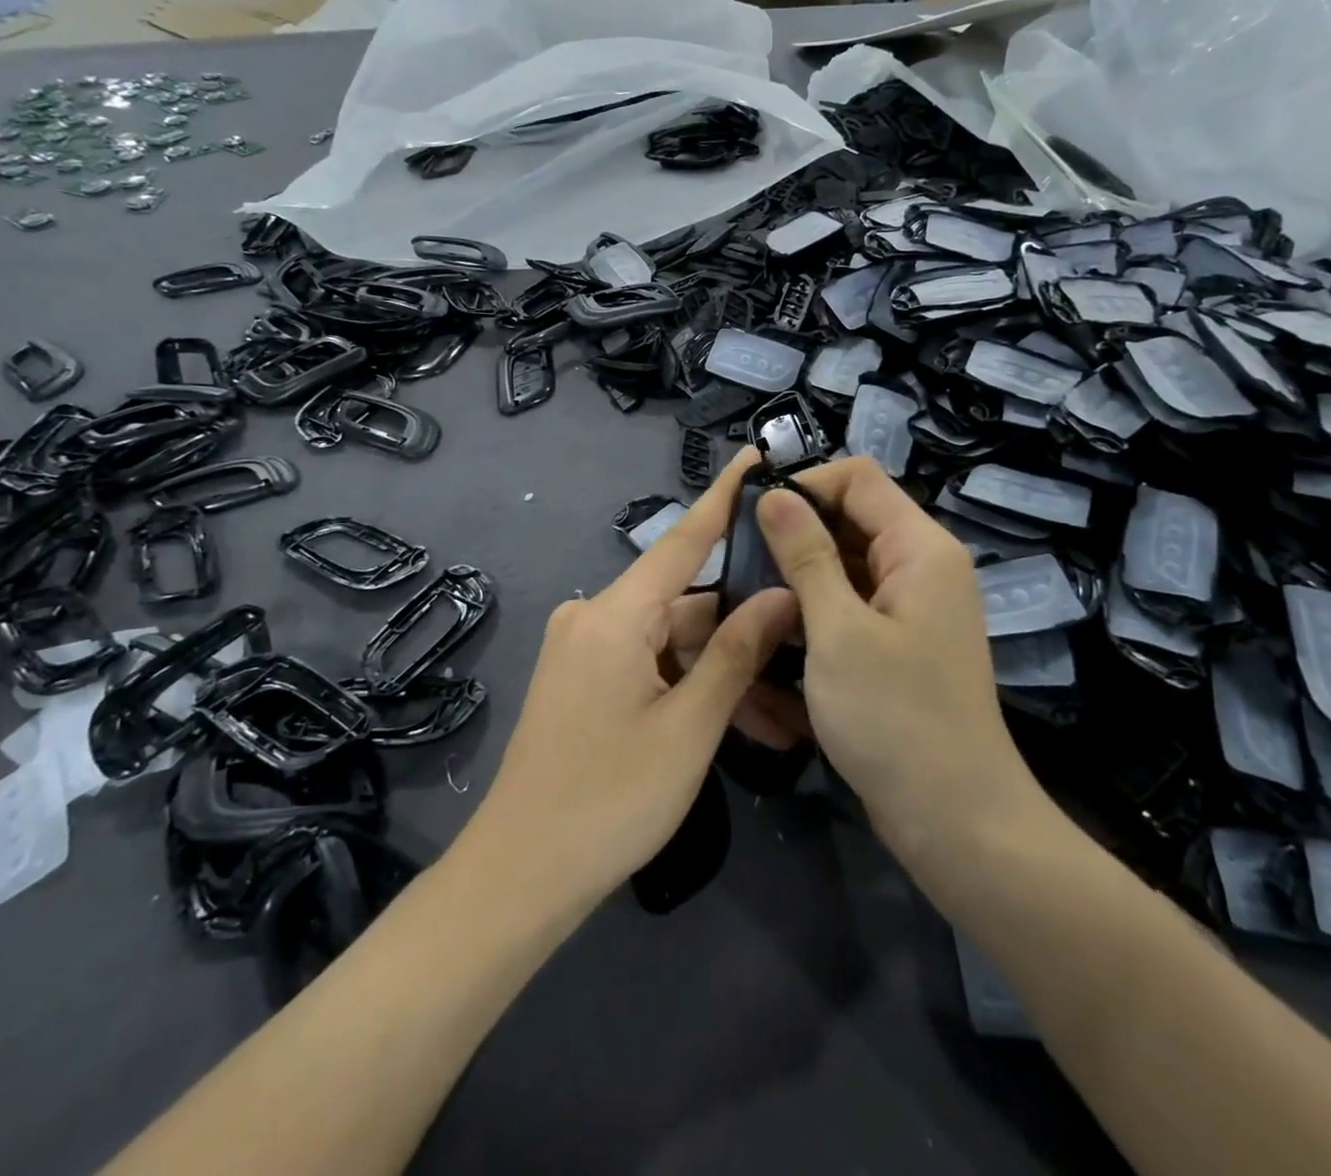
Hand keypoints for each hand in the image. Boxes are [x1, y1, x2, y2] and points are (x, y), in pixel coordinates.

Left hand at [468, 450, 796, 908]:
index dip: (722, 497)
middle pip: (688, 605)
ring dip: (724, 674)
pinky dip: (691, 687)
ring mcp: (587, 650)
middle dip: (747, 634)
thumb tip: (781, 594)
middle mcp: (595, 617)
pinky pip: (651, 666)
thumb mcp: (689, 727)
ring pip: (675, 643)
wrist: (521, 875)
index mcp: (614, 615)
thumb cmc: (609, 799)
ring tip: (785, 719)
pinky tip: (740, 722)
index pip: (682, 539)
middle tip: (809, 657)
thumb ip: (737, 653)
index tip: (754, 456)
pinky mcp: (585, 679)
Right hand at [756, 458, 1048, 862]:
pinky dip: (811, 619)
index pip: (858, 478)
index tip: (751, 517)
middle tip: (736, 567)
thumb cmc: (896, 719)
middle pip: (847, 522)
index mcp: (919, 548)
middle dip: (792, 539)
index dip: (804, 485)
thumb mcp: (838, 631)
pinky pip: (846, 609)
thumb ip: (806, 555)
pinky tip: (771, 643)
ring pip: (840, 569)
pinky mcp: (894, 644)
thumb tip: (775, 494)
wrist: (955, 821)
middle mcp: (918, 567)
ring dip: (795, 584)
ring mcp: (907, 608)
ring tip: (745, 607)